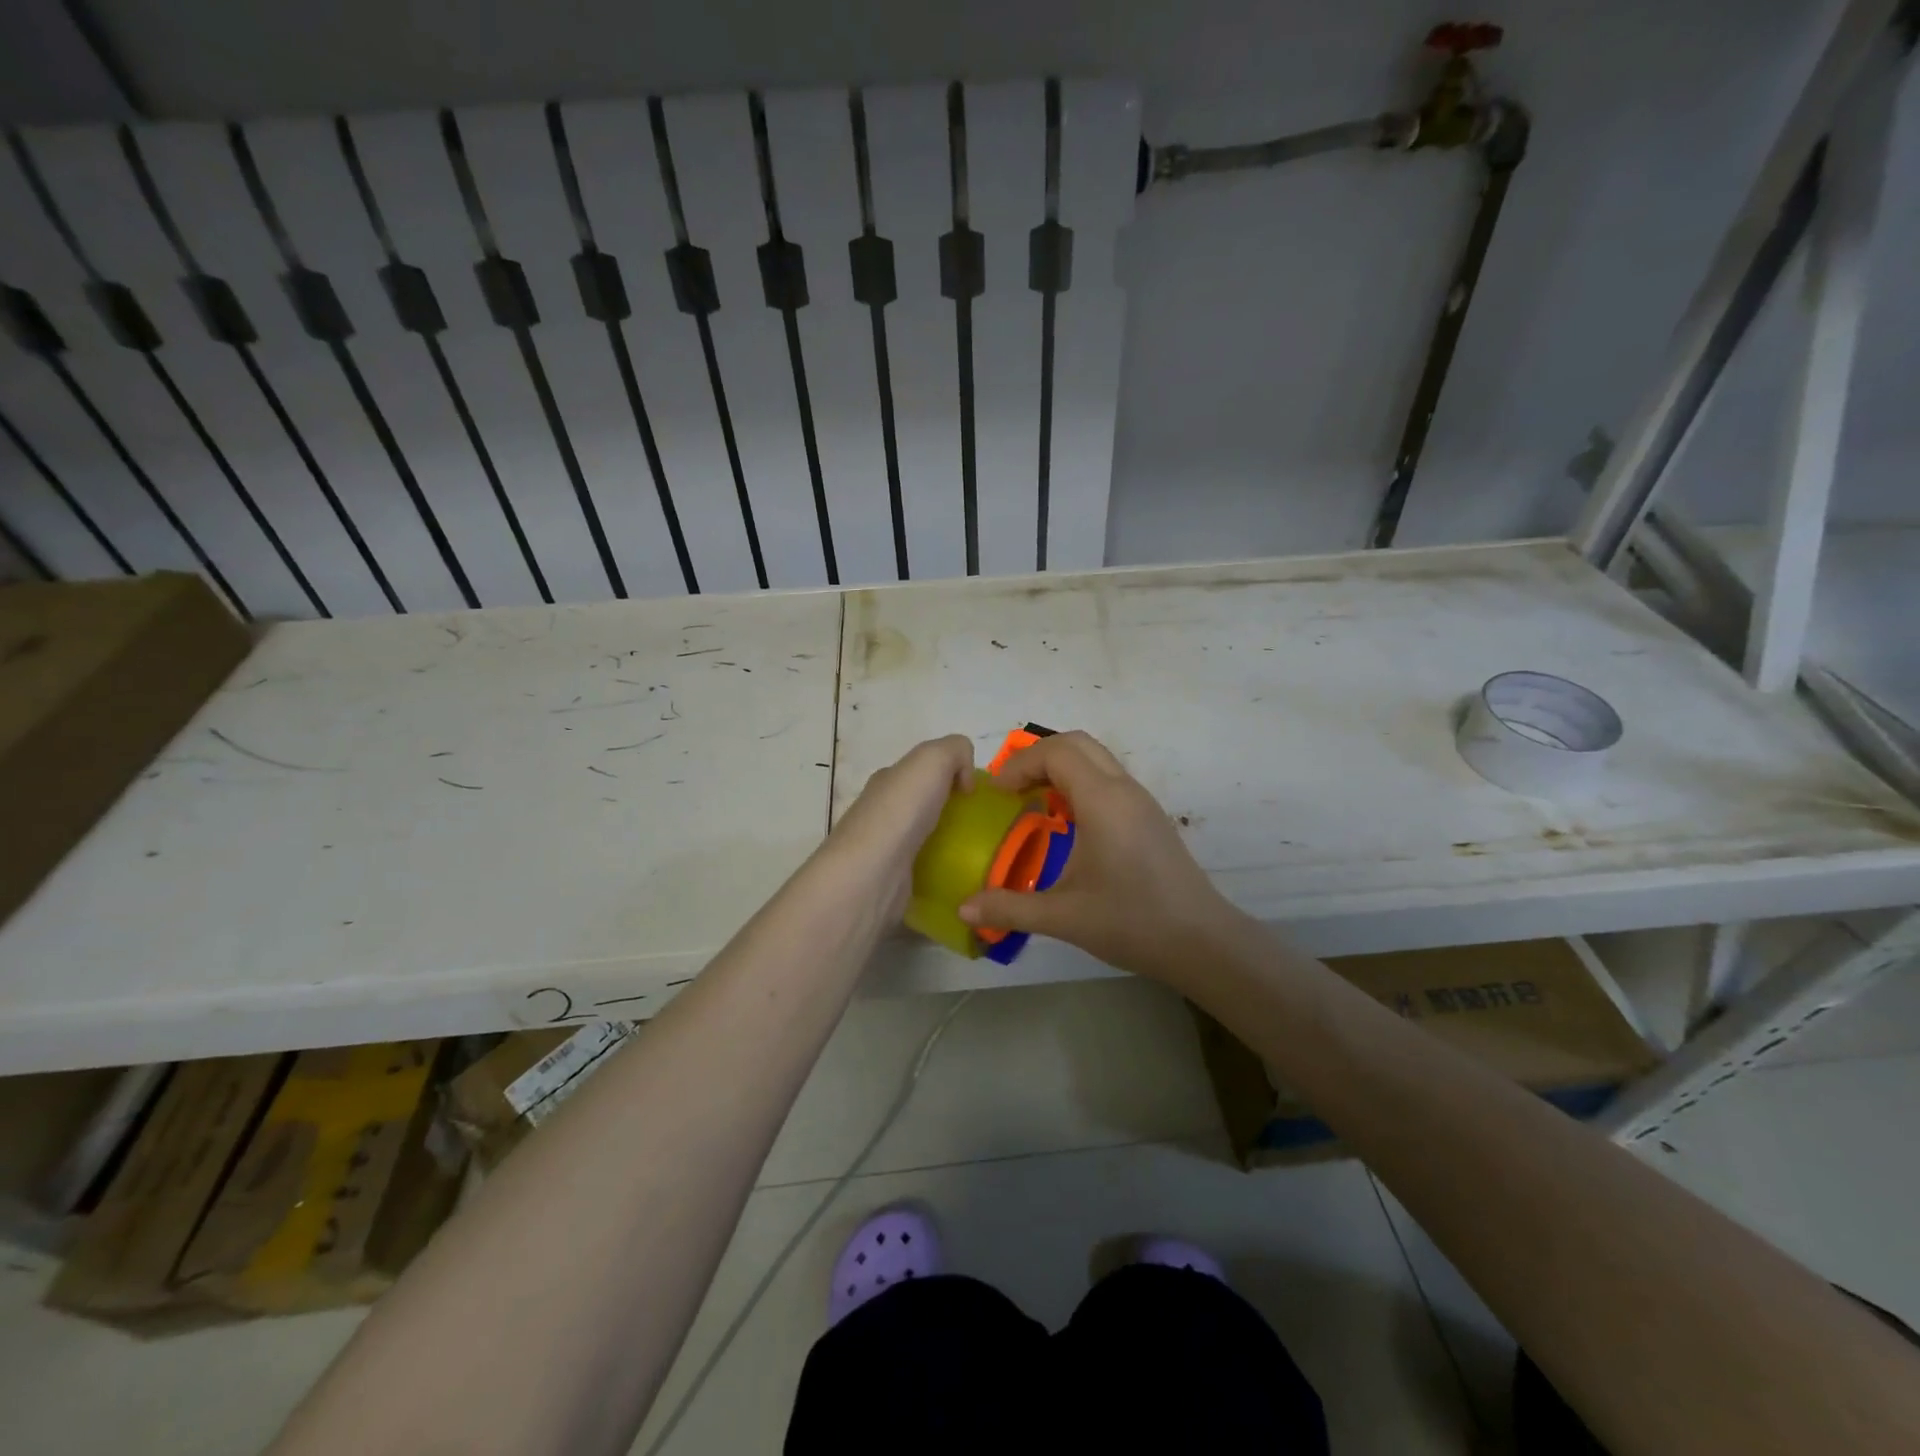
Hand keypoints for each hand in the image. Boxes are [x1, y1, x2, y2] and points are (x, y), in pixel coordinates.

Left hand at [820, 735, 975, 915]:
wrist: (872, 873)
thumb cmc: (902, 809)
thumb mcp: (933, 758)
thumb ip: (955, 750)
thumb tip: (964, 779)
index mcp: (889, 780)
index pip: (921, 771)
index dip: (950, 776)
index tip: (974, 795)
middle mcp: (882, 811)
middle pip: (922, 805)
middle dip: (949, 811)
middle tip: (979, 825)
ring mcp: (884, 849)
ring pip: (922, 839)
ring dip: (947, 843)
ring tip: (976, 854)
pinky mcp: (891, 882)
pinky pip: (922, 871)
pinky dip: (941, 872)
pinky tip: (959, 878)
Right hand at [958, 731, 1238, 984]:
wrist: (1201, 942)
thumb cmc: (1131, 922)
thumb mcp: (1063, 916)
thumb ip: (1009, 908)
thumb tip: (963, 908)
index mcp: (1103, 800)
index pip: (1056, 752)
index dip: (1020, 764)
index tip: (998, 795)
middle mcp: (1124, 789)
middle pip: (1077, 743)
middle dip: (1038, 757)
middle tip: (1012, 790)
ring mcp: (1141, 801)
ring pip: (1096, 759)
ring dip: (1060, 769)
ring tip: (1033, 804)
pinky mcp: (1149, 817)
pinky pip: (1108, 779)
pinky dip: (1079, 784)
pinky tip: (1067, 825)